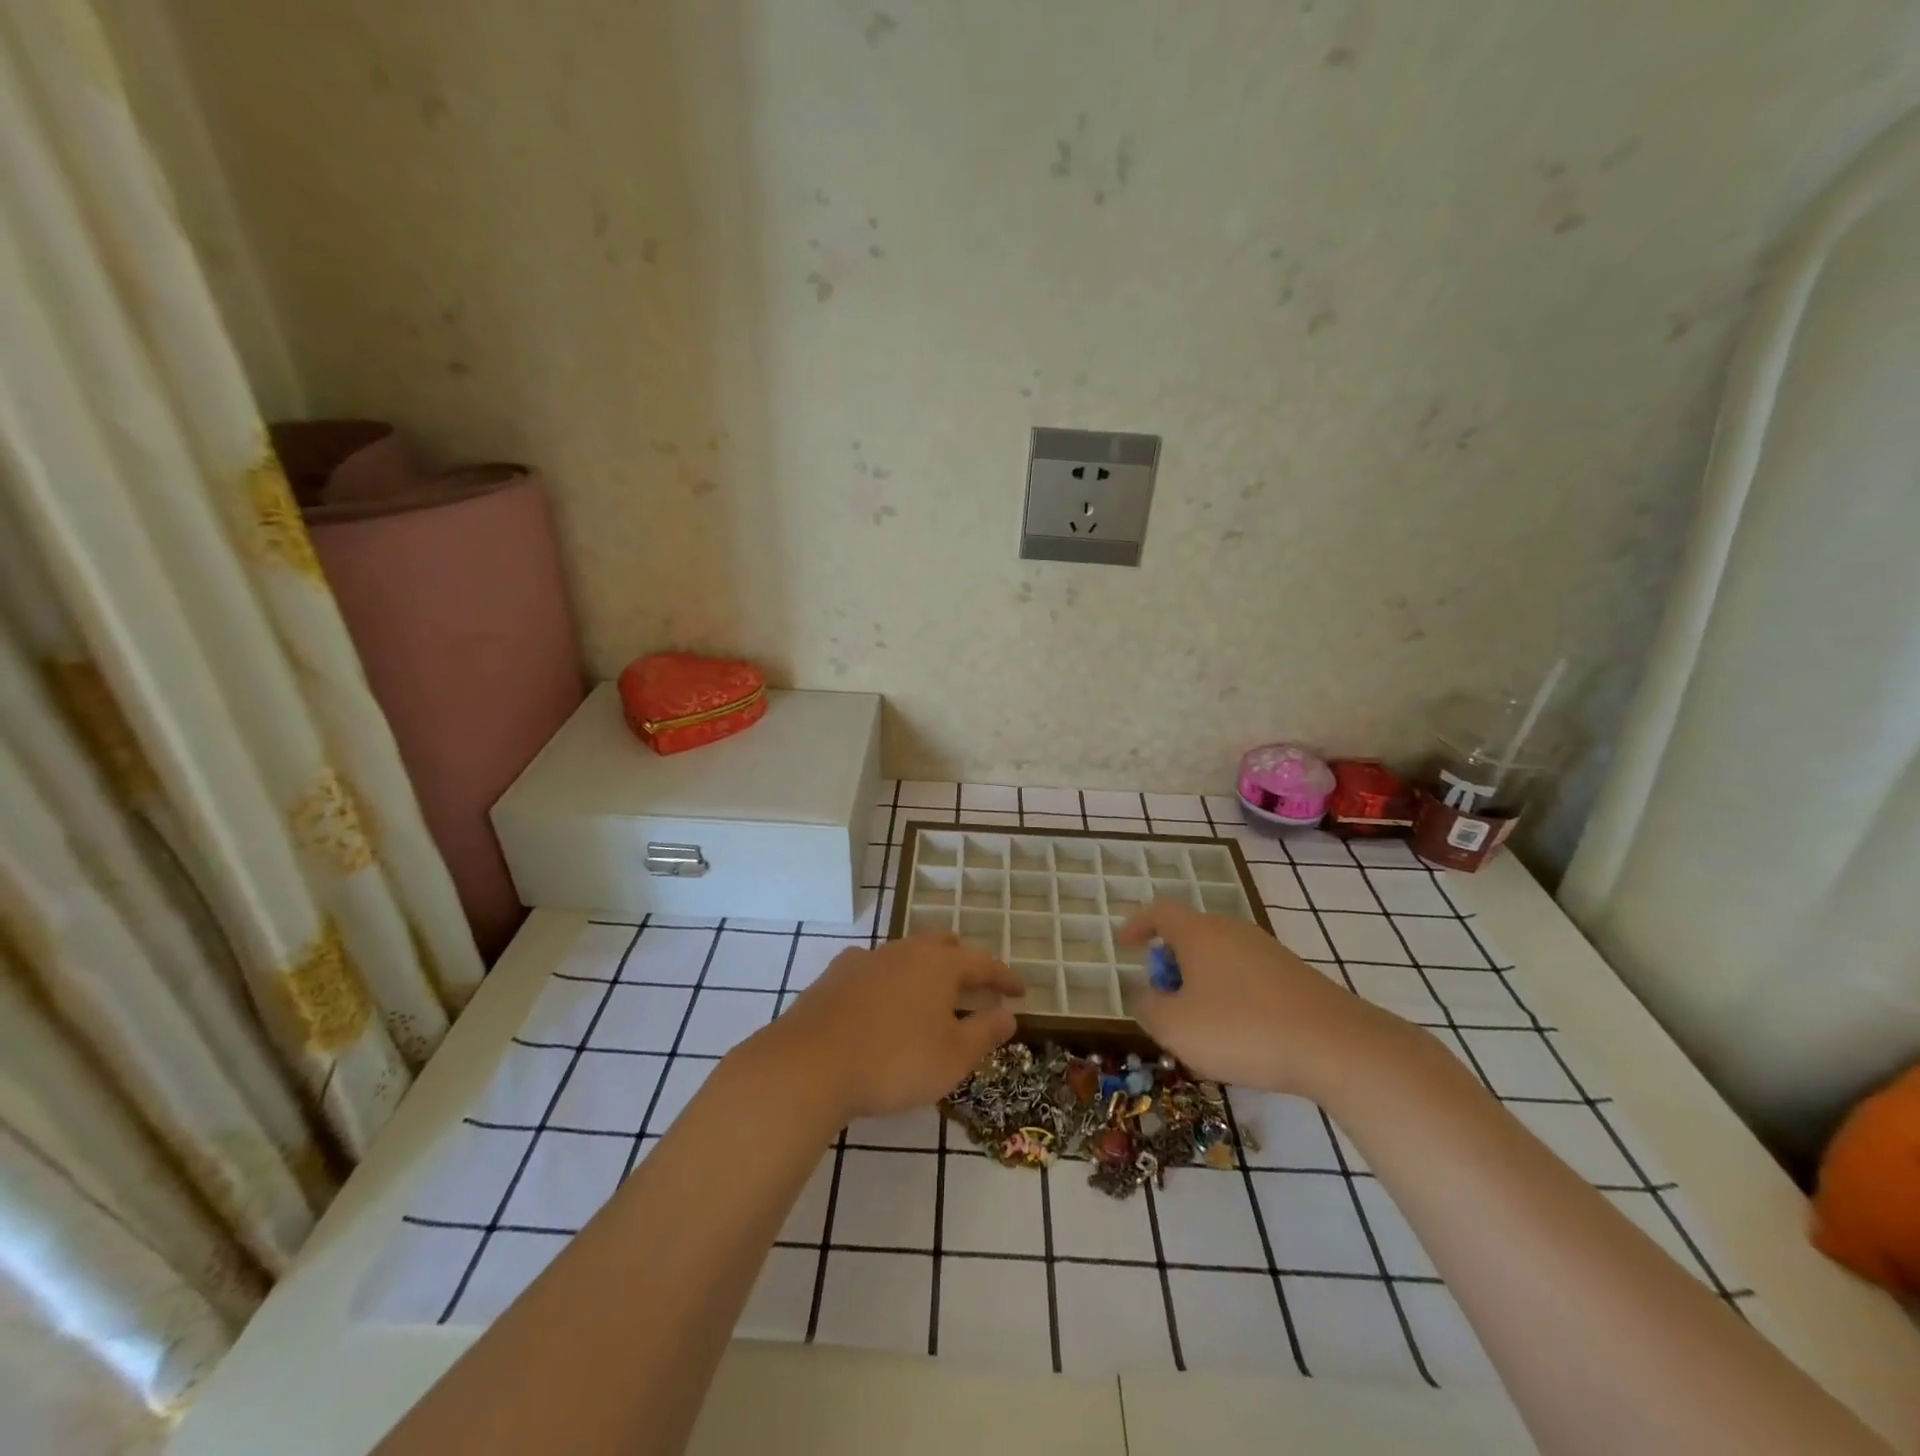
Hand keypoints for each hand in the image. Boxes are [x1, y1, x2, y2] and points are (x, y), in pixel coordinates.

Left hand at [751, 932, 1023, 1121]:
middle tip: (973, 984)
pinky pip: (871, 970)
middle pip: (940, 943)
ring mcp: (864, 960)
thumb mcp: (953, 1056)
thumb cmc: (895, 1061)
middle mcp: (903, 951)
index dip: (1004, 978)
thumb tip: (1008, 1014)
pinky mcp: (833, 977)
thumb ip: (985, 1032)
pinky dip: (887, 983)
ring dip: (922, 970)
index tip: (1020, 991)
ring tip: (927, 997)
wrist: (809, 1065)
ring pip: (903, 954)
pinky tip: (881, 1004)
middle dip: (962, 960)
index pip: (983, 963)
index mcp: (938, 964)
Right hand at [1118, 899, 1400, 1097]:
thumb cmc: (1242, 1029)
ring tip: (1200, 1025)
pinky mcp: (1294, 975)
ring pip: (1220, 957)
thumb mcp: (1176, 1027)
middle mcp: (1232, 930)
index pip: (1159, 912)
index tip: (1124, 943)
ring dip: (1201, 982)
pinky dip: (1231, 995)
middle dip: (1171, 963)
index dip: (1137, 925)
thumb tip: (1145, 995)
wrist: (1337, 1046)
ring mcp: (1267, 950)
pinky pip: (1247, 975)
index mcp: (1198, 933)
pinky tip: (1240, 1034)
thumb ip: (1148, 1008)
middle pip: (1190, 935)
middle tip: (1163, 998)